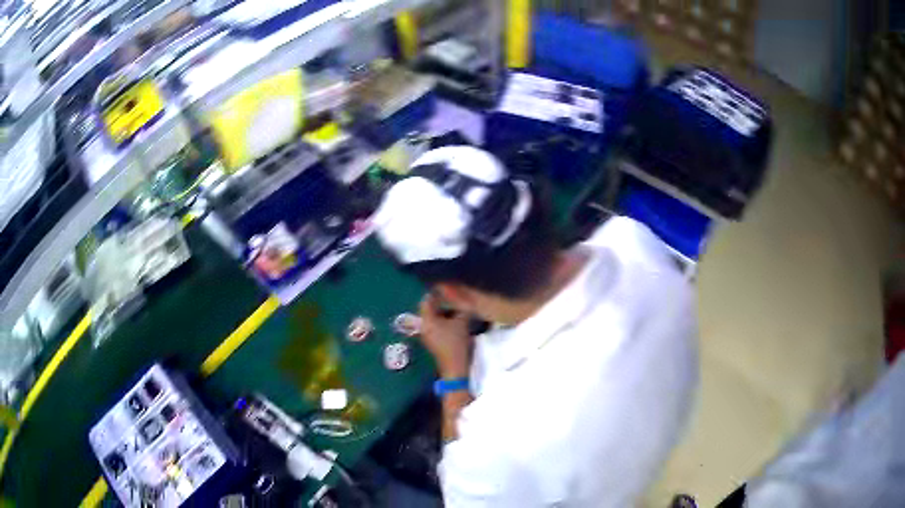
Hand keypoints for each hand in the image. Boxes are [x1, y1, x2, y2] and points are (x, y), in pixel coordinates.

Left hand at [418, 293, 473, 378]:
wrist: (455, 367)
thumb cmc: (456, 343)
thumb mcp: (462, 323)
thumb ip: (462, 309)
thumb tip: (463, 298)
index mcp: (427, 320)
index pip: (426, 301)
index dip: (436, 293)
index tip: (446, 287)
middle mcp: (423, 326)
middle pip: (429, 309)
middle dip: (440, 302)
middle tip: (453, 296)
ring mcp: (427, 334)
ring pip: (433, 317)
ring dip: (443, 311)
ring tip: (456, 307)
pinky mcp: (432, 341)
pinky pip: (435, 325)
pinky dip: (443, 320)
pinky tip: (454, 320)